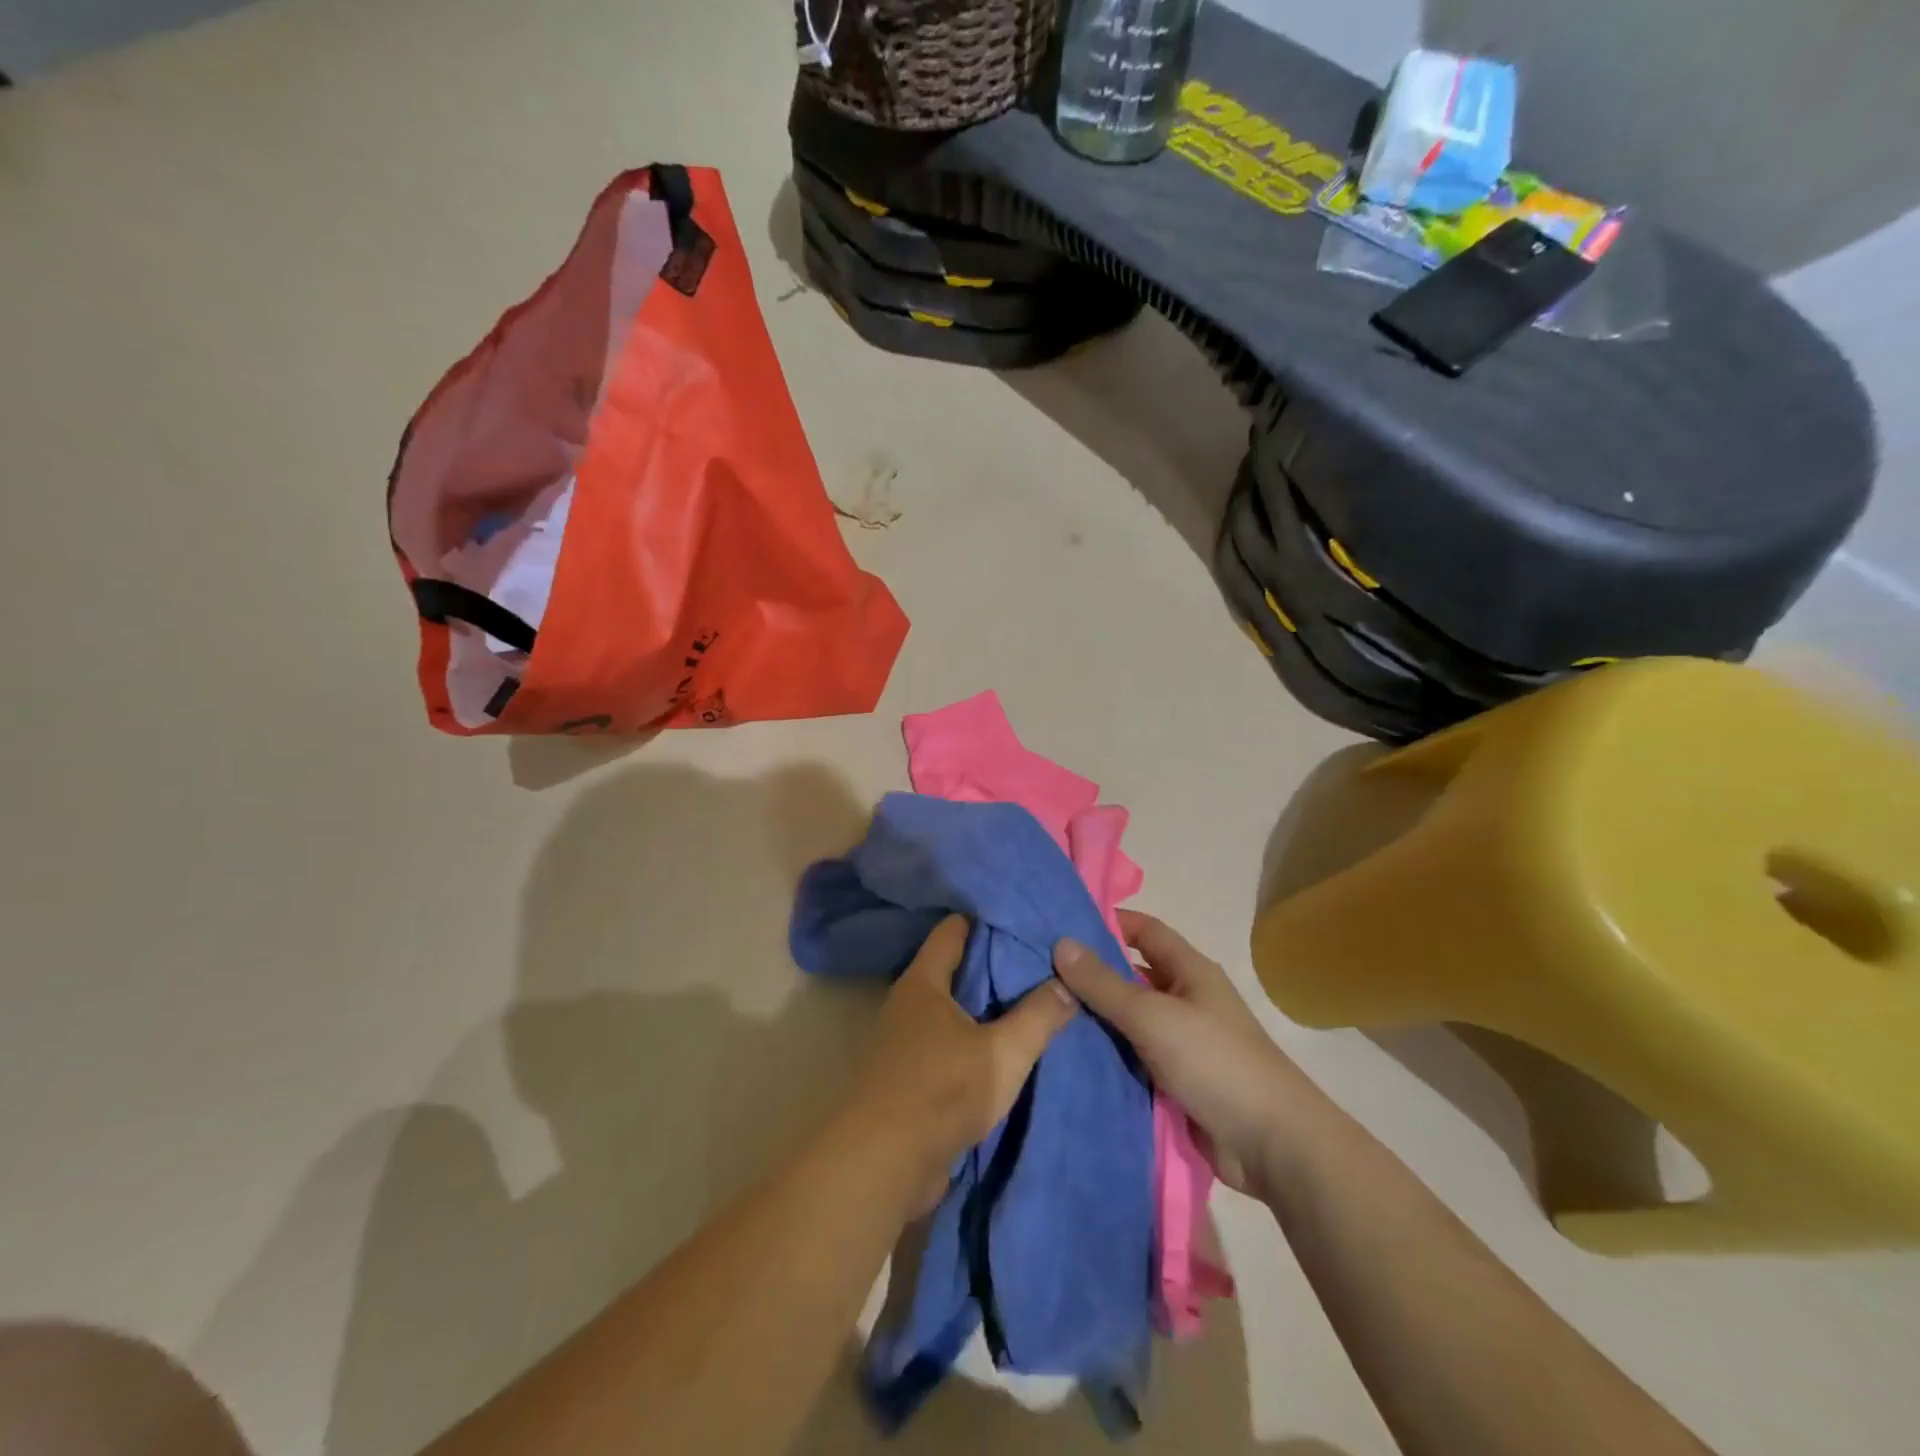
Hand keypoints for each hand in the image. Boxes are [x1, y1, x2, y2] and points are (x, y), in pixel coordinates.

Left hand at [842, 915, 1076, 1214]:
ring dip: (985, 1007)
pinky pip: (948, 1041)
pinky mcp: (909, 1074)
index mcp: (924, 981)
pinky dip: (973, 1038)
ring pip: (953, 1008)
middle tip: (1040, 960)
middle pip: (955, 968)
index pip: (954, 929)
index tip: (1023, 919)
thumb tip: (1066, 983)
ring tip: (1031, 1000)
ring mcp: (905, 1039)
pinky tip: (1004, 1046)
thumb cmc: (941, 1092)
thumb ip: (1038, 1017)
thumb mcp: (1003, 1053)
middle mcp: (909, 1002)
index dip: (987, 919)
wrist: (883, 1164)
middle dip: (994, 964)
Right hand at [1053, 910, 1314, 1194]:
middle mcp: (1186, 1000)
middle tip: (1039, 973)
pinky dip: (1107, 1056)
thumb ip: (1104, 983)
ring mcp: (1181, 1043)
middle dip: (1092, 974)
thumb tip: (1061, 942)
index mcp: (1190, 971)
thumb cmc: (1215, 1062)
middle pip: (1132, 976)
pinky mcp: (1175, 1081)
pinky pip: (1133, 1058)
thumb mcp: (1152, 1015)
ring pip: (1129, 1020)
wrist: (1271, 1144)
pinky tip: (1067, 1056)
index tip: (1061, 924)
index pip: (1145, 931)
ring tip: (1043, 1013)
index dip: (1108, 923)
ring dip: (1095, 1019)